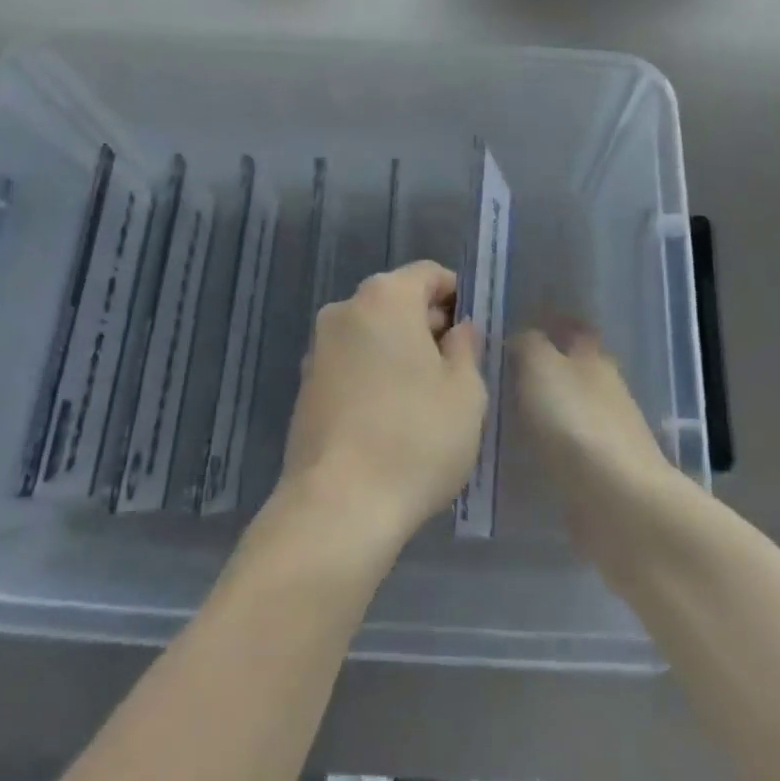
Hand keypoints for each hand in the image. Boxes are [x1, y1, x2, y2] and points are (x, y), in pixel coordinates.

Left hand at [279, 260, 485, 552]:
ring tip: (426, 397)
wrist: (337, 506)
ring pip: (372, 332)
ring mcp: (319, 347)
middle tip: (458, 367)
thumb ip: (466, 348)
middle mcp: (345, 309)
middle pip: (397, 300)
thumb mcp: (465, 392)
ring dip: (400, 350)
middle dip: (428, 323)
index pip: (429, 274)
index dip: (457, 295)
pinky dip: (374, 373)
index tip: (474, 332)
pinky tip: (392, 416)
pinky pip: (351, 362)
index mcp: (385, 297)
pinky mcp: (305, 385)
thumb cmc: (415, 438)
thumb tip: (459, 329)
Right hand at [515, 324, 681, 574]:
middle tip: (500, 370)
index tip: (521, 324)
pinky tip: (520, 452)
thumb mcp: (540, 366)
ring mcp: (606, 434)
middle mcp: (604, 389)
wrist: (617, 502)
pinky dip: (547, 446)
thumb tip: (521, 337)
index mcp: (593, 357)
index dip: (552, 323)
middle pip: (573, 369)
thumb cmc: (576, 421)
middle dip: (544, 368)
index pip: (575, 329)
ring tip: (501, 412)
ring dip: (543, 409)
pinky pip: (566, 448)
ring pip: (569, 409)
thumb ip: (527, 344)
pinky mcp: (601, 474)